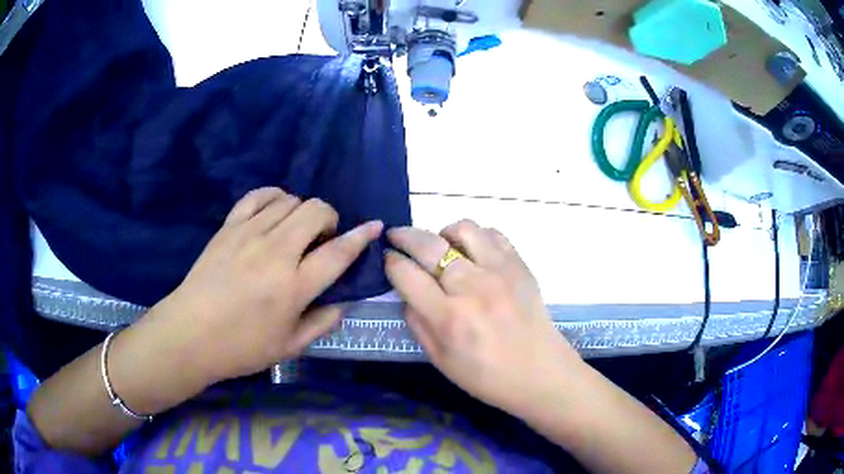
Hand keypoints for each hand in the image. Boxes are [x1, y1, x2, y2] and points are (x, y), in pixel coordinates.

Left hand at [153, 187, 382, 384]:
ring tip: (296, 231)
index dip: (362, 236)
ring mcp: (249, 234)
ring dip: (303, 211)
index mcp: (294, 287)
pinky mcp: (229, 226)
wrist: (190, 334)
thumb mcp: (290, 347)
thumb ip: (323, 322)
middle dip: (330, 219)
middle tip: (322, 241)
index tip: (375, 225)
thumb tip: (344, 301)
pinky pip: (259, 195)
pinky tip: (275, 210)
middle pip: (316, 211)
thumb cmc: (241, 347)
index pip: (339, 252)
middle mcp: (276, 252)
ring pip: (291, 200)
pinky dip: (275, 196)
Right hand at [385, 220, 580, 419]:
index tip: (387, 259)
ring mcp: (500, 272)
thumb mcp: (439, 360)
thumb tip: (406, 292)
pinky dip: (476, 237)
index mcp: (448, 318)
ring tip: (442, 247)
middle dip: (403, 236)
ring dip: (443, 233)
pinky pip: (493, 234)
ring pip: (463, 228)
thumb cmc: (486, 376)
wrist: (539, 373)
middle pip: (428, 245)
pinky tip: (473, 253)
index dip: (390, 262)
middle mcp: (472, 288)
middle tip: (396, 237)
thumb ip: (416, 322)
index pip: (406, 274)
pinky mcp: (520, 266)